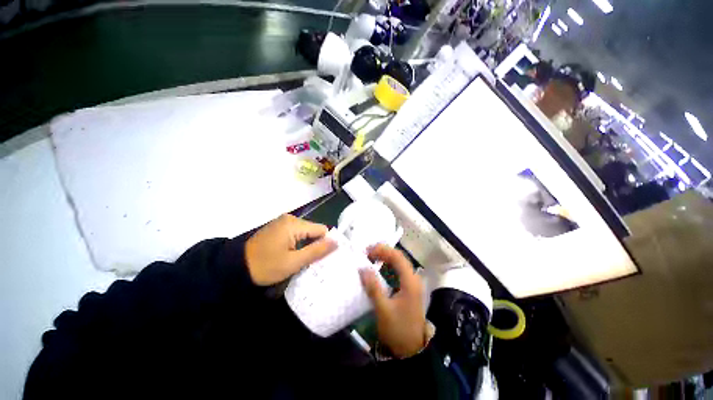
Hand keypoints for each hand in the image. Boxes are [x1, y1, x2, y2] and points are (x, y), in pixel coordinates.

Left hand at [245, 214, 335, 285]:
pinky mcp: (278, 227)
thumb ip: (317, 251)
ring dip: (307, 245)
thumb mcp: (293, 262)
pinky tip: (293, 254)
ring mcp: (283, 222)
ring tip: (302, 259)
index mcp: (294, 224)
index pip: (321, 229)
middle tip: (311, 262)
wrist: (234, 268)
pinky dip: (299, 243)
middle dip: (315, 245)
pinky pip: (296, 233)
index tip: (322, 258)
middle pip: (313, 230)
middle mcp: (290, 218)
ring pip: (305, 232)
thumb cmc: (265, 266)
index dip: (325, 243)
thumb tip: (337, 242)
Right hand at [360, 244, 425, 357]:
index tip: (367, 251)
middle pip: (399, 257)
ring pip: (398, 263)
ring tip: (370, 258)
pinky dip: (387, 267)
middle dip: (383, 252)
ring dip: (385, 258)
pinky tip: (378, 270)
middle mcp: (413, 278)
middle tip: (366, 253)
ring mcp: (412, 283)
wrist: (411, 349)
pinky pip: (398, 271)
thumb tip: (362, 268)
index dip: (382, 250)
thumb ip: (373, 287)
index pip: (397, 257)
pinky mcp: (408, 288)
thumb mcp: (383, 309)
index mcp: (410, 281)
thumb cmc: (398, 329)